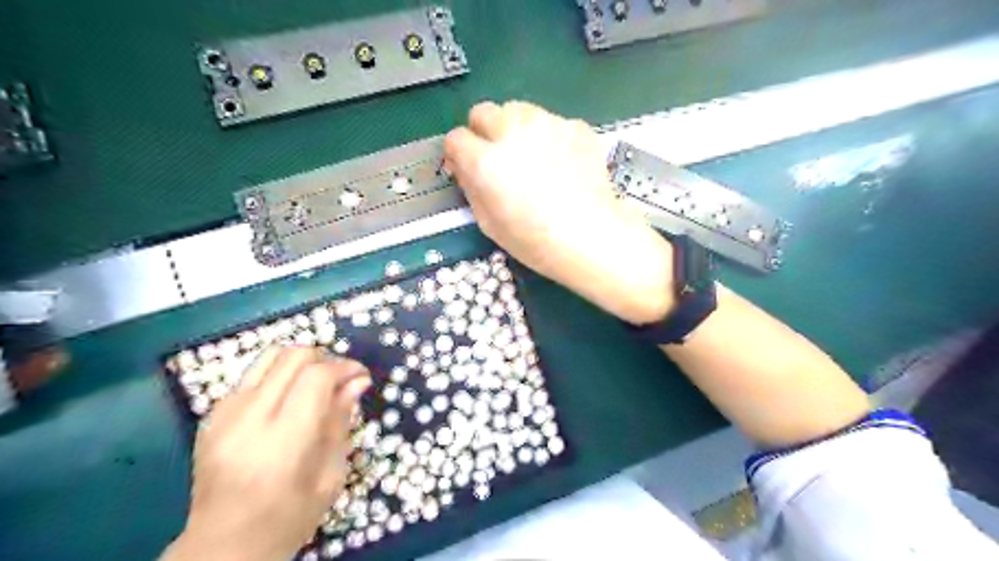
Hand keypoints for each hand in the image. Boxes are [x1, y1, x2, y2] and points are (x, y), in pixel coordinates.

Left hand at [165, 347, 370, 560]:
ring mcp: (224, 414)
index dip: (344, 367)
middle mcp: (249, 418)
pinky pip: (252, 375)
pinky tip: (286, 402)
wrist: (223, 546)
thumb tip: (359, 381)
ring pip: (271, 355)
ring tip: (315, 384)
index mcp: (282, 440)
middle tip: (340, 381)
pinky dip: (278, 376)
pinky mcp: (211, 415)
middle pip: (293, 356)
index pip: (316, 376)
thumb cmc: (288, 518)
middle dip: (325, 359)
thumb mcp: (330, 475)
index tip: (361, 377)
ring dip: (301, 362)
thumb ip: (341, 422)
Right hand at [448, 101, 673, 324]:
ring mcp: (548, 123)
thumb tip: (464, 167)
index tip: (467, 168)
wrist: (592, 238)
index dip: (459, 155)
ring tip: (531, 157)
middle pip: (483, 112)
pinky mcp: (575, 126)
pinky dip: (548, 136)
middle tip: (498, 158)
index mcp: (486, 160)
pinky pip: (551, 122)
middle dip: (483, 133)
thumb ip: (470, 187)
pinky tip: (560, 163)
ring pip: (517, 110)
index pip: (455, 138)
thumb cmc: (535, 241)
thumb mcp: (488, 223)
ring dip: (515, 128)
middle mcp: (513, 131)